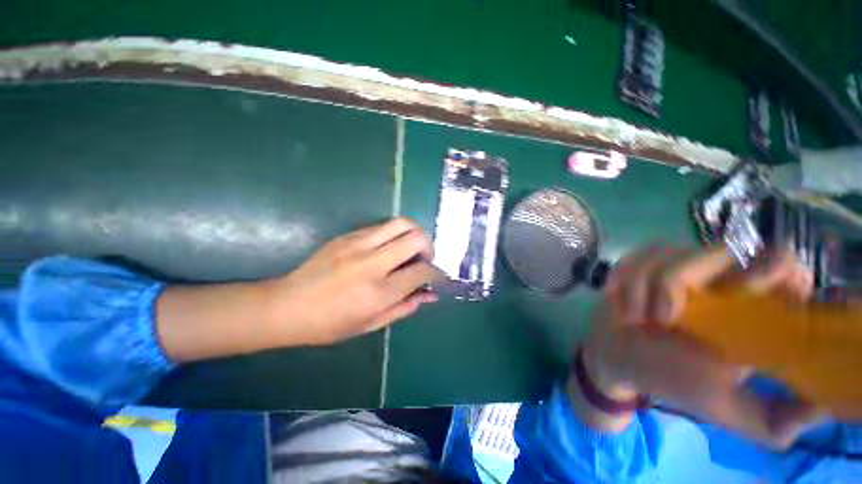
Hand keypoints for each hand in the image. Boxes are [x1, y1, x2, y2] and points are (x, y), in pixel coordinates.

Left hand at [268, 218, 442, 345]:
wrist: (287, 305)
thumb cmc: (329, 324)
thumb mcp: (371, 324)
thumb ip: (405, 307)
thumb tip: (430, 295)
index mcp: (378, 292)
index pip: (421, 272)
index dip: (436, 273)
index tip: (437, 277)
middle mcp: (372, 263)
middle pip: (415, 237)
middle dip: (429, 246)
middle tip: (425, 258)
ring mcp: (358, 244)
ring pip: (400, 223)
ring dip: (414, 233)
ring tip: (411, 248)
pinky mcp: (347, 236)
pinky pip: (381, 227)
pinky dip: (394, 235)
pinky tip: (388, 249)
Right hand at [575, 245, 820, 448]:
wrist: (618, 358)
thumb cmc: (671, 379)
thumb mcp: (725, 406)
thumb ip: (772, 419)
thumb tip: (822, 408)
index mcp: (750, 308)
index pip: (784, 265)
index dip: (775, 269)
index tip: (744, 293)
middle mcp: (719, 279)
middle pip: (719, 250)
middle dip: (678, 283)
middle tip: (664, 319)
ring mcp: (677, 266)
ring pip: (666, 252)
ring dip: (643, 288)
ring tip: (637, 319)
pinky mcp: (643, 263)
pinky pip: (636, 256)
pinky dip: (623, 281)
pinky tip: (620, 303)